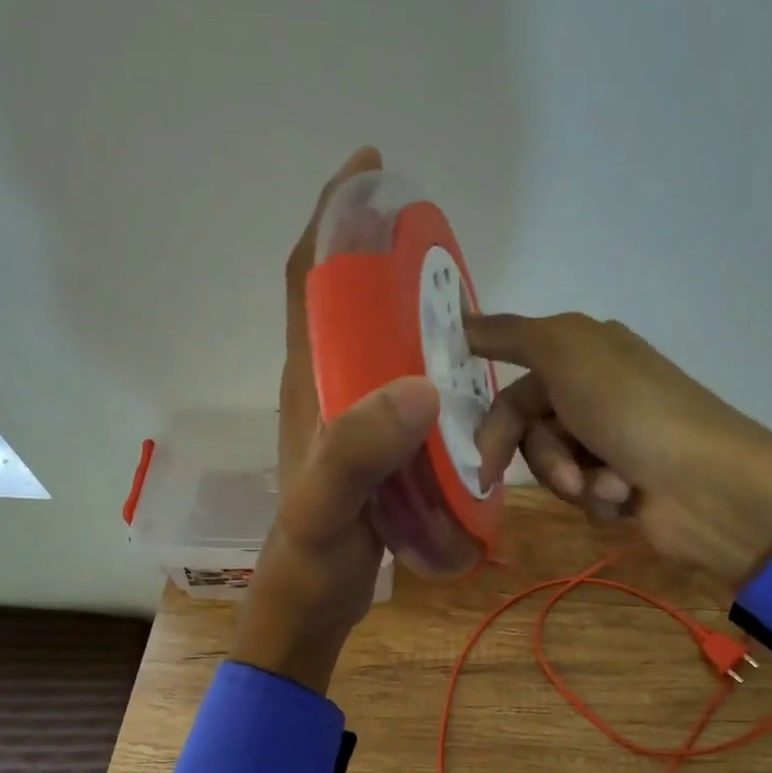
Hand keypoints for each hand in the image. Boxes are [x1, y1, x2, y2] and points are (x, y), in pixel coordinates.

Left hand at [234, 148, 436, 694]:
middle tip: (430, 233)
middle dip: (376, 252)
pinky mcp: (373, 445)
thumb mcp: (328, 502)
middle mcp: (326, 386)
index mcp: (309, 381)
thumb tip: (422, 385)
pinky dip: (425, 362)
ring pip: (375, 341)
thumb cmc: (311, 553)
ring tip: (455, 290)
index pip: (309, 280)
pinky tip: (462, 369)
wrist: (312, 602)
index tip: (368, 170)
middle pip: (344, 300)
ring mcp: (350, 416)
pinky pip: (398, 385)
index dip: (332, 220)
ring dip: (405, 306)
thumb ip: (360, 448)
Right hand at [467, 313, 771, 585]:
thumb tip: (461, 320)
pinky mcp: (621, 485)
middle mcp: (595, 393)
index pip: (514, 379)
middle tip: (561, 470)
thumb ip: (511, 333)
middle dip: (541, 454)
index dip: (490, 410)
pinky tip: (627, 496)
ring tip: (609, 482)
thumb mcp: (567, 350)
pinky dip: (598, 498)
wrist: (706, 484)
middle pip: (529, 430)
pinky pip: (581, 495)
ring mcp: (610, 441)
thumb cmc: (632, 409)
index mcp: (584, 353)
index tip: (464, 441)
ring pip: (552, 467)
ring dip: (572, 478)